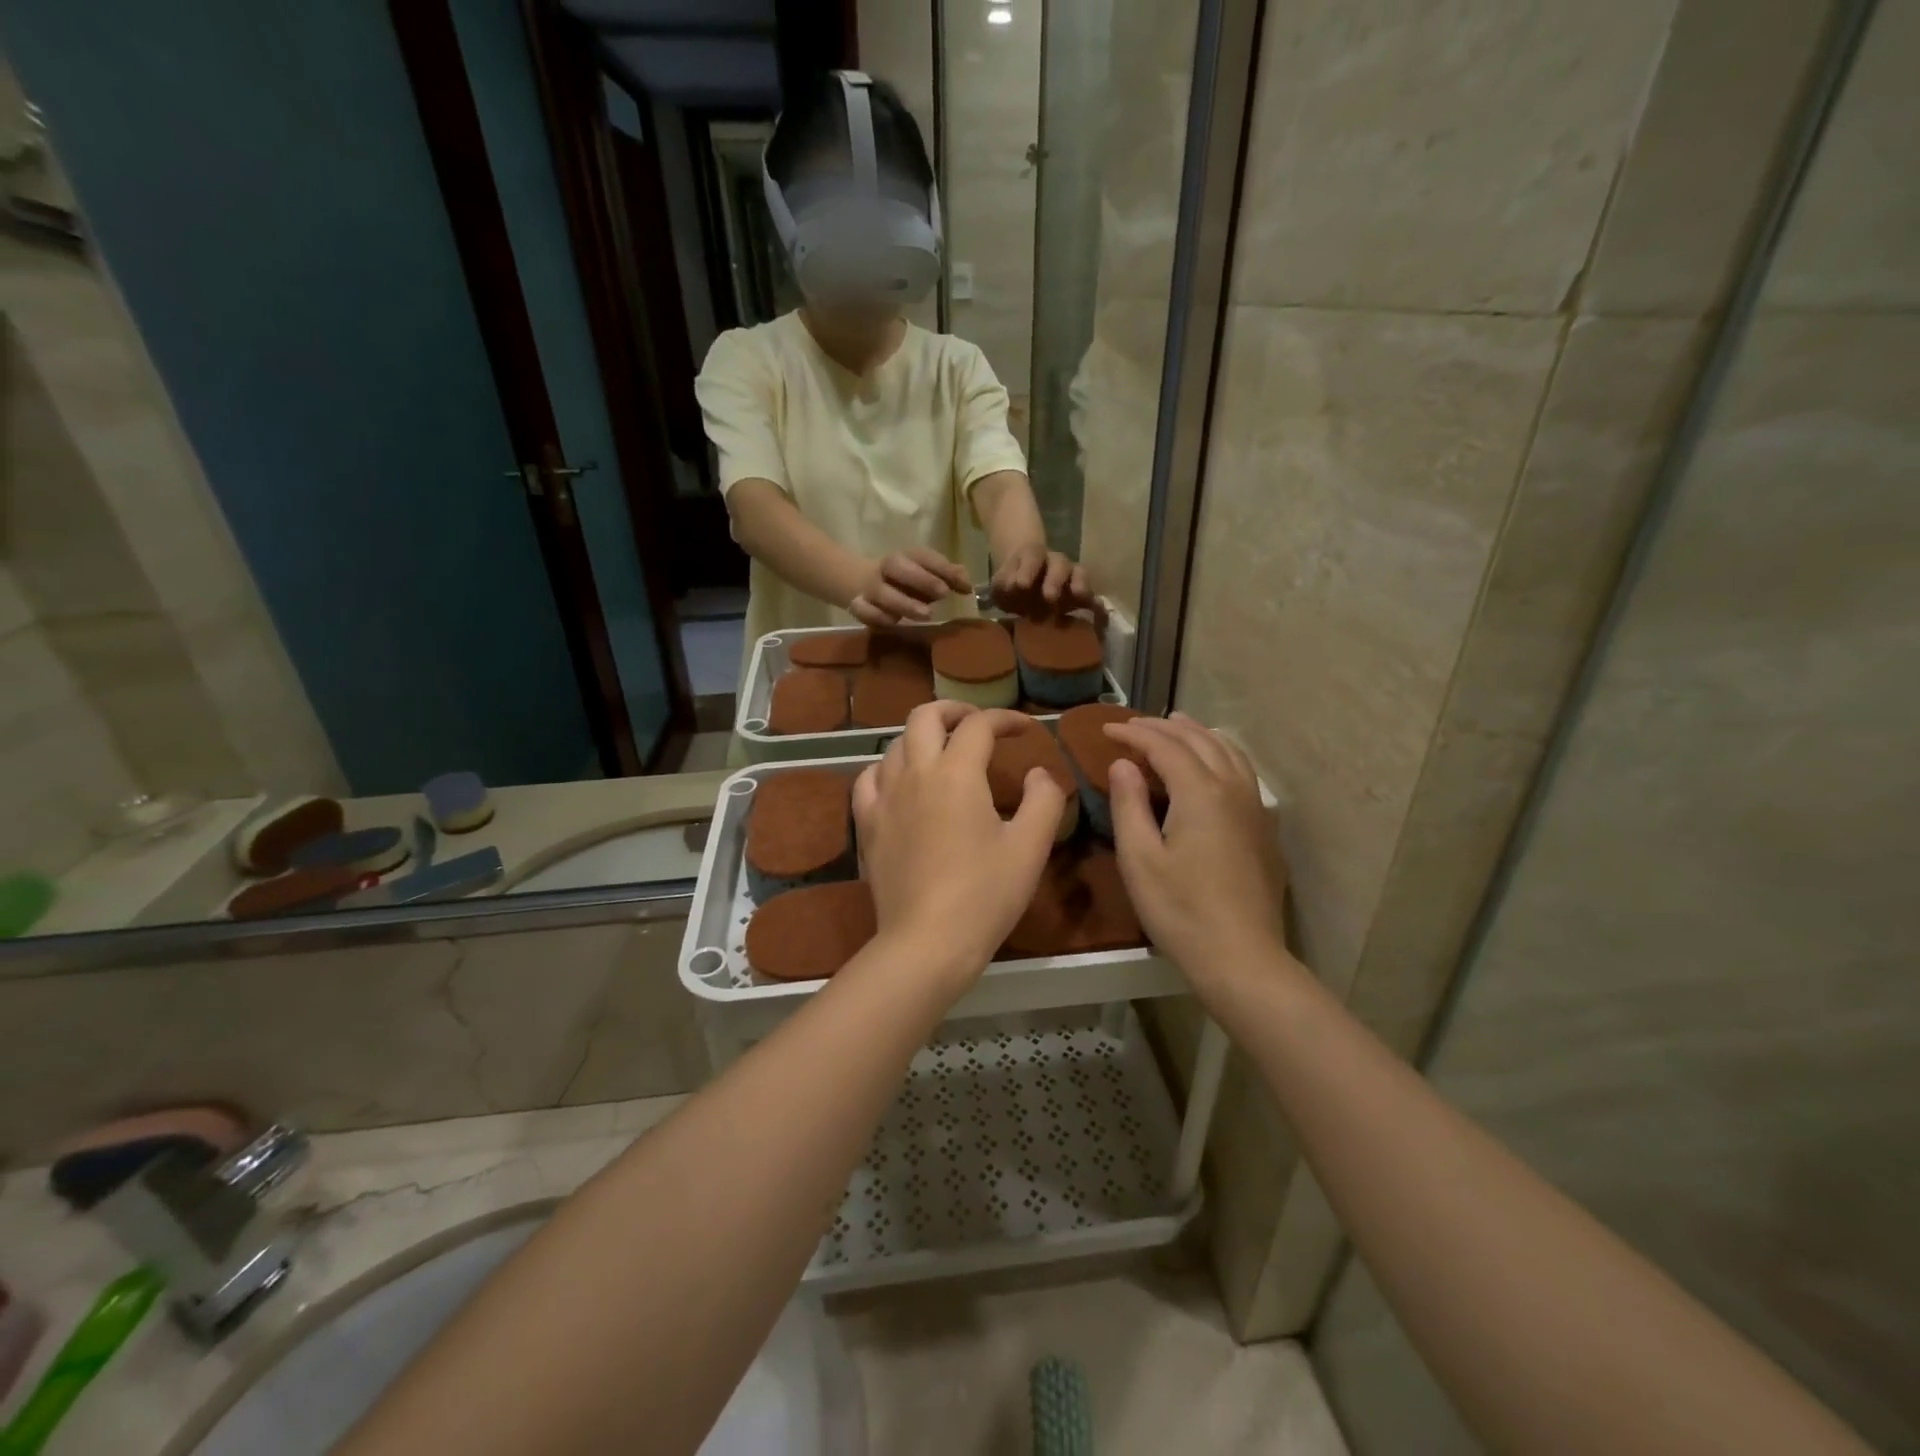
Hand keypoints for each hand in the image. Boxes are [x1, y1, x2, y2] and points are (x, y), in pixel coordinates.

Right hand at [850, 549, 970, 627]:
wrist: (859, 582)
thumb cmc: (905, 581)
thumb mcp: (926, 575)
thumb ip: (947, 578)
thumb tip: (968, 585)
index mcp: (905, 556)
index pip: (923, 556)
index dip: (943, 568)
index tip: (963, 585)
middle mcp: (886, 568)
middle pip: (897, 566)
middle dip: (921, 579)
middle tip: (943, 594)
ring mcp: (870, 587)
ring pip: (881, 592)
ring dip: (904, 603)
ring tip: (926, 615)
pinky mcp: (859, 606)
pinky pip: (865, 611)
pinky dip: (879, 617)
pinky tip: (895, 623)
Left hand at [852, 703, 1064, 995]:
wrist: (927, 942)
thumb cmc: (985, 894)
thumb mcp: (1030, 847)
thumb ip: (1044, 800)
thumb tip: (1040, 773)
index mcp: (957, 773)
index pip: (979, 725)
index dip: (1005, 719)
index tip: (1025, 730)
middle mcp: (915, 774)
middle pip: (925, 716)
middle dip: (954, 710)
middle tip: (978, 725)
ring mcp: (884, 798)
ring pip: (896, 744)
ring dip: (923, 738)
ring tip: (943, 753)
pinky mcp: (867, 825)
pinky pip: (869, 778)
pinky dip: (888, 769)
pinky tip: (901, 783)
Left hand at [990, 546, 1100, 620]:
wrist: (1025, 588)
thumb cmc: (1011, 586)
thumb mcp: (1000, 585)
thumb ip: (1003, 585)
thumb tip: (1013, 588)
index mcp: (1033, 556)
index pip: (1032, 556)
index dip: (1028, 569)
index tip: (1021, 586)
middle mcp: (1055, 562)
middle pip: (1059, 564)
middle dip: (1054, 580)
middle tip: (1049, 597)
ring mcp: (1071, 576)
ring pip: (1079, 574)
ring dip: (1079, 585)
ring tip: (1079, 597)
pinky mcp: (1081, 594)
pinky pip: (1091, 594)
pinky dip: (1094, 601)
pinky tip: (1098, 611)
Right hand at [1104, 714, 1287, 984]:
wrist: (1242, 958)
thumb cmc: (1181, 911)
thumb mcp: (1140, 859)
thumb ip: (1129, 805)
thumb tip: (1122, 764)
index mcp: (1201, 794)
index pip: (1164, 747)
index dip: (1134, 734)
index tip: (1105, 730)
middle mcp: (1233, 789)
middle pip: (1199, 741)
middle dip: (1163, 728)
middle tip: (1133, 724)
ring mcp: (1255, 808)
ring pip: (1229, 751)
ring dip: (1198, 733)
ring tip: (1176, 725)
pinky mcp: (1264, 829)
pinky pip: (1242, 772)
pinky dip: (1220, 753)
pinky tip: (1212, 764)